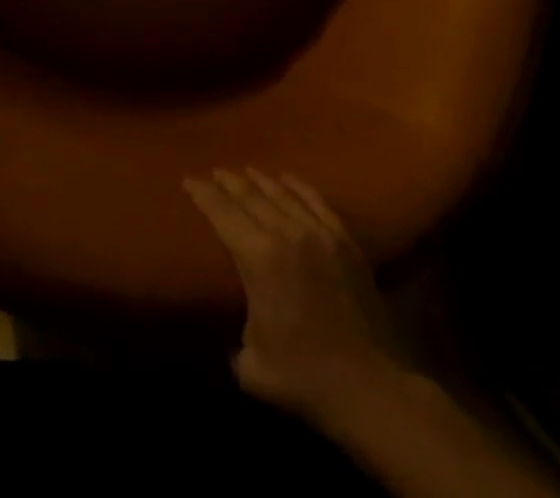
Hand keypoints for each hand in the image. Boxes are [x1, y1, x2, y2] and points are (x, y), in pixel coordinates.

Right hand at [186, 168, 406, 425]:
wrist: (370, 388)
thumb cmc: (305, 377)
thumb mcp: (252, 364)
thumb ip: (236, 338)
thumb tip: (237, 331)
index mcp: (257, 256)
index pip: (221, 212)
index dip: (202, 193)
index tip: (189, 180)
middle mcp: (285, 233)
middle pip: (250, 195)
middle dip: (228, 182)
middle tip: (215, 172)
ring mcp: (319, 233)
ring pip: (282, 193)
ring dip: (260, 179)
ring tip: (245, 171)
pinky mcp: (345, 242)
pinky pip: (317, 201)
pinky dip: (298, 186)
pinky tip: (287, 178)